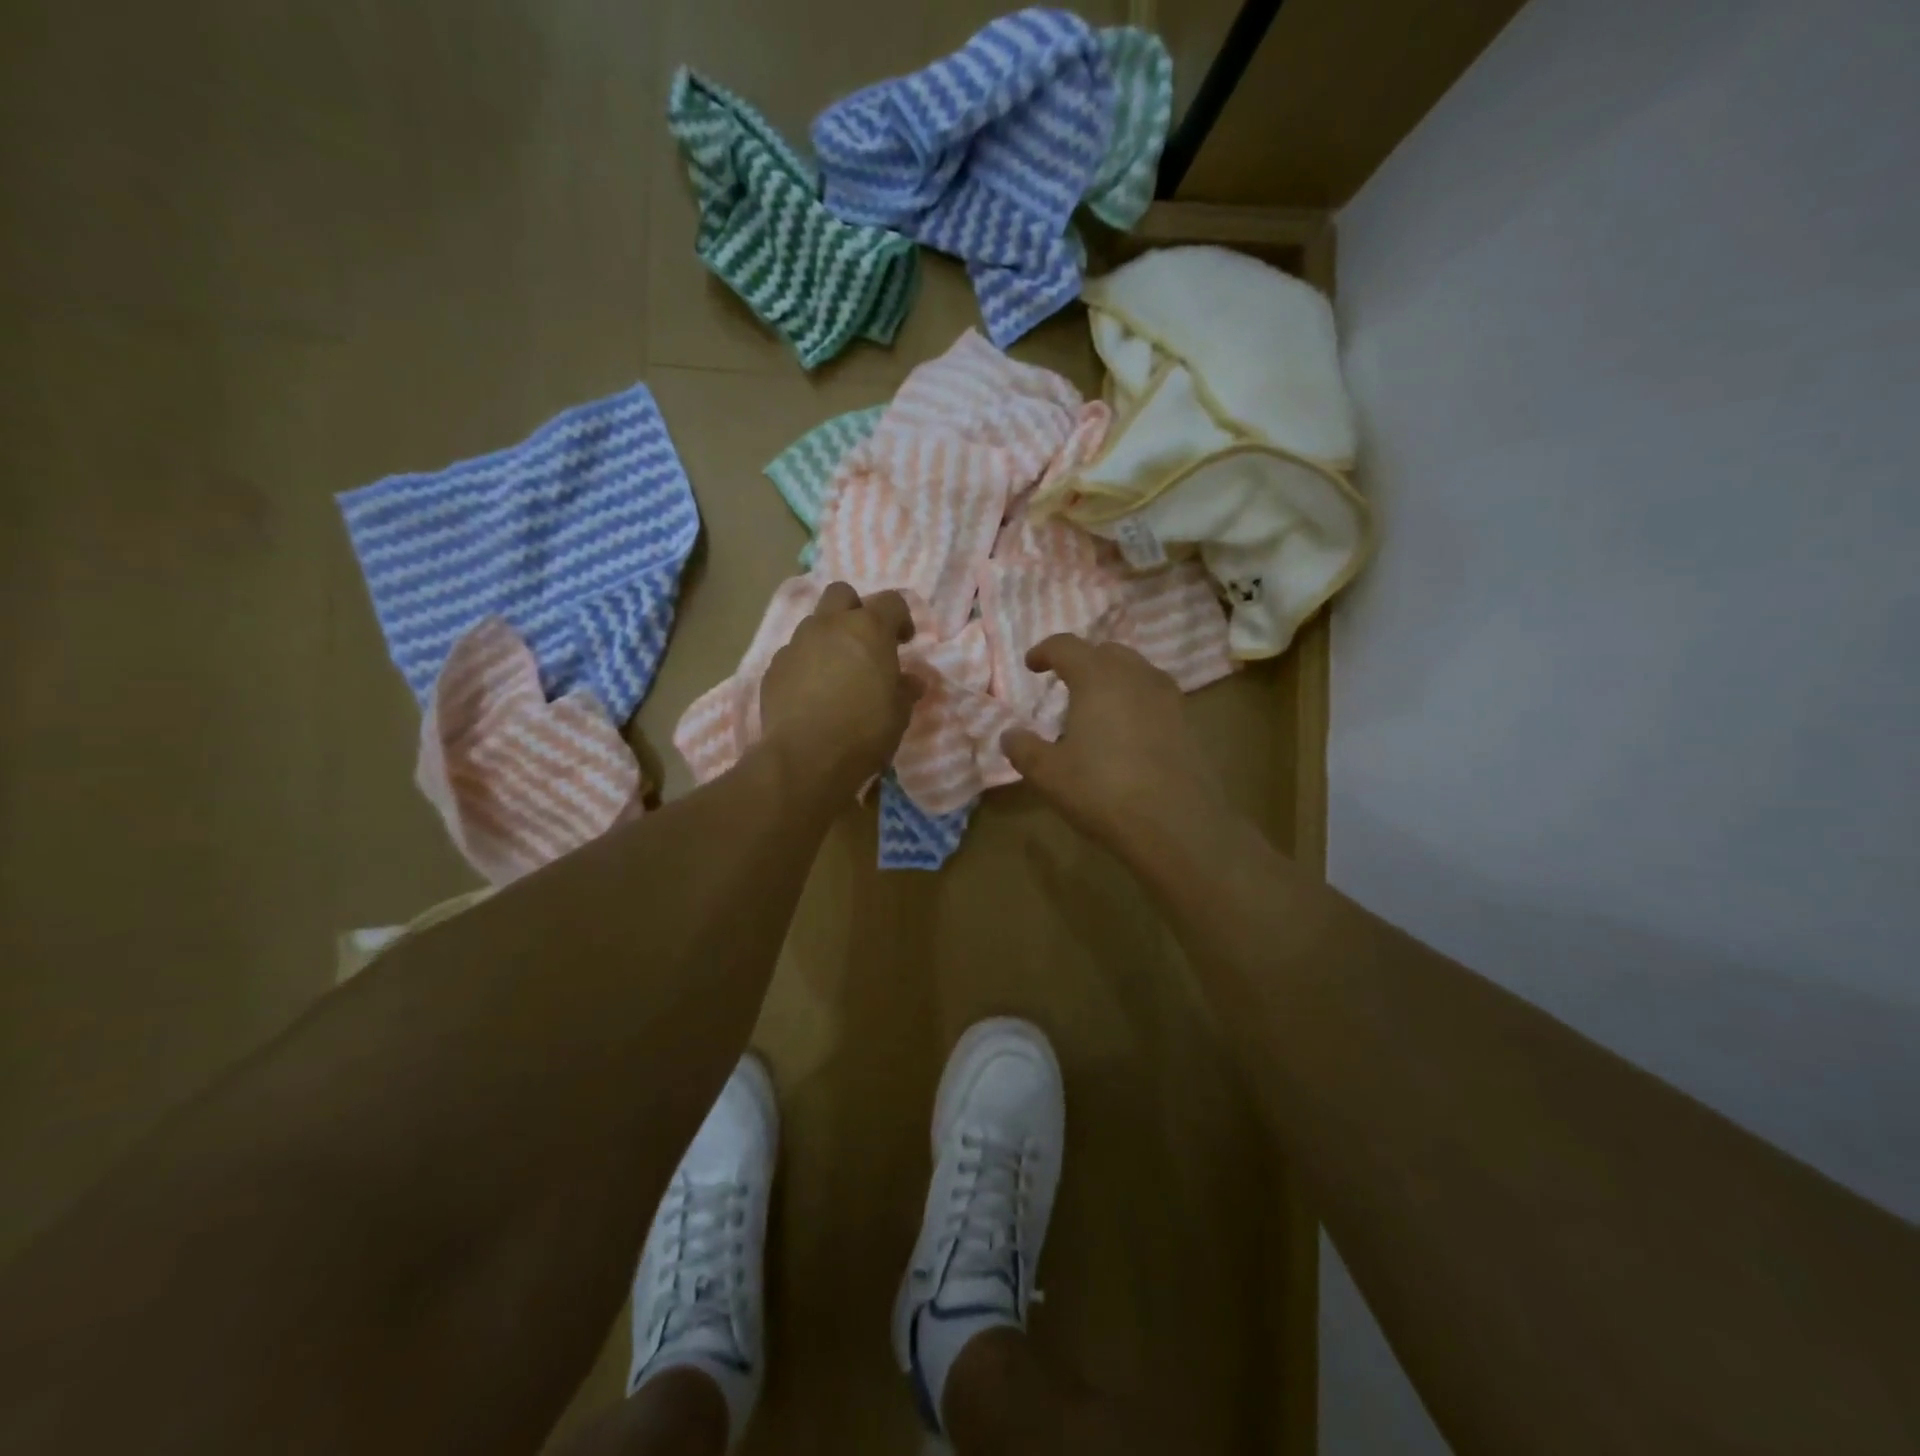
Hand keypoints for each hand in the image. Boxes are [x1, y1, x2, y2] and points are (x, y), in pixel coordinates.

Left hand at [760, 583, 921, 796]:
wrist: (805, 757)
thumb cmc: (864, 731)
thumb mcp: (899, 714)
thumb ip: (905, 689)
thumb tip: (912, 680)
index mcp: (869, 629)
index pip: (891, 601)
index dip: (901, 619)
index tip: (904, 642)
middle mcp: (830, 626)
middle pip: (842, 594)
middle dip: (855, 610)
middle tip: (865, 642)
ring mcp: (797, 644)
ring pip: (814, 623)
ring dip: (828, 638)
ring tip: (837, 671)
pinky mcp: (774, 668)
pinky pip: (794, 654)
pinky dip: (806, 664)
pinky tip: (812, 693)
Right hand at [1001, 635, 1230, 864]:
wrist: (1176, 825)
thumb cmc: (1102, 790)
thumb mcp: (1048, 774)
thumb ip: (1023, 748)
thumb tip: (1009, 735)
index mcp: (1098, 677)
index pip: (1066, 646)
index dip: (1044, 652)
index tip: (1032, 665)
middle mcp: (1136, 676)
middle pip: (1106, 652)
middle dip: (1082, 661)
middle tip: (1066, 685)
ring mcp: (1169, 698)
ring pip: (1136, 672)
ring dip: (1113, 680)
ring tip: (1098, 708)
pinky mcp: (1188, 723)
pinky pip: (1156, 698)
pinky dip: (1136, 703)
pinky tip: (1128, 733)